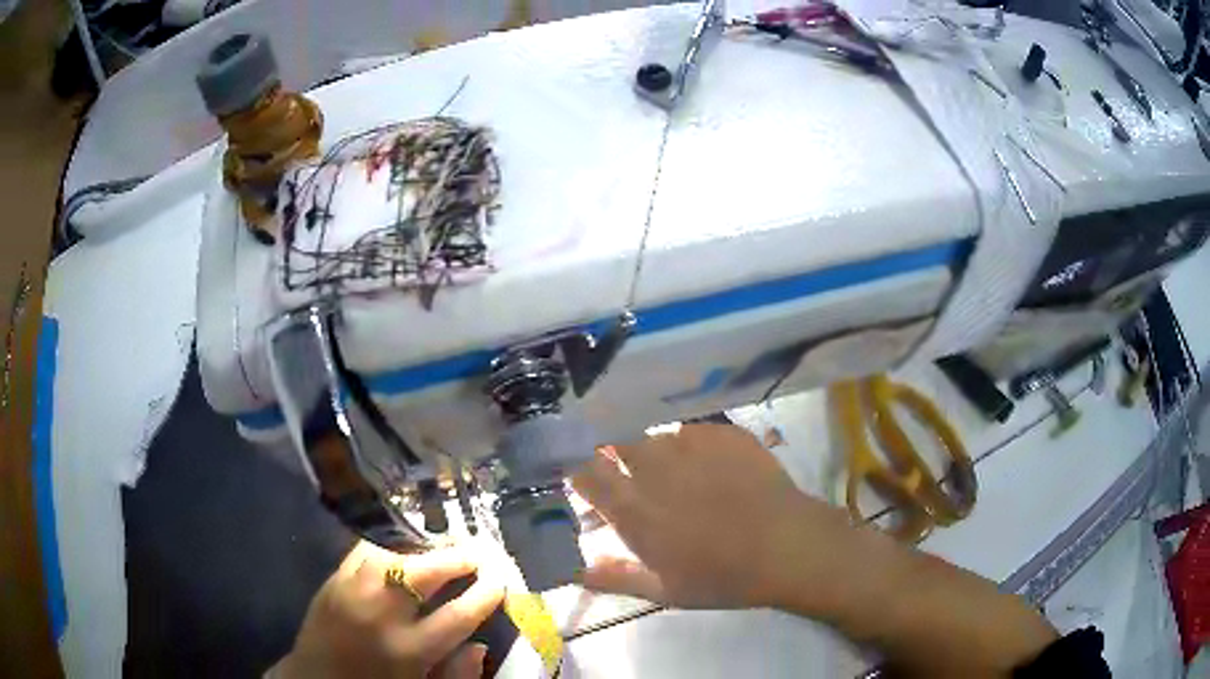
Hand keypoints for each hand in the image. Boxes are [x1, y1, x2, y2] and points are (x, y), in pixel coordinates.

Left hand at [275, 540, 504, 678]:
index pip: (458, 615)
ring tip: (443, 549)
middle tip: (476, 554)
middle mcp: (381, 615)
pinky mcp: (332, 580)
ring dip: (423, 548)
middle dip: (457, 559)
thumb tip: (480, 646)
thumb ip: (455, 674)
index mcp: (408, 651)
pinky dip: (389, 546)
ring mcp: (352, 591)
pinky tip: (402, 550)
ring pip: (393, 554)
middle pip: (425, 573)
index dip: (485, 594)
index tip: (501, 580)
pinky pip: (364, 551)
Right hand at [572, 423, 855, 609]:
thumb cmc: (721, 577)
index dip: (575, 466)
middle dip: (612, 449)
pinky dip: (692, 444)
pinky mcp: (723, 433)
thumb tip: (574, 572)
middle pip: (615, 440)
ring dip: (654, 449)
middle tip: (625, 468)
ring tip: (674, 469)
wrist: (786, 547)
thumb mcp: (663, 591)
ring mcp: (690, 445)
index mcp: (634, 509)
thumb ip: (614, 578)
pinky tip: (709, 464)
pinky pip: (694, 430)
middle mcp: (654, 468)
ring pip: (656, 435)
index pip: (584, 472)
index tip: (577, 471)